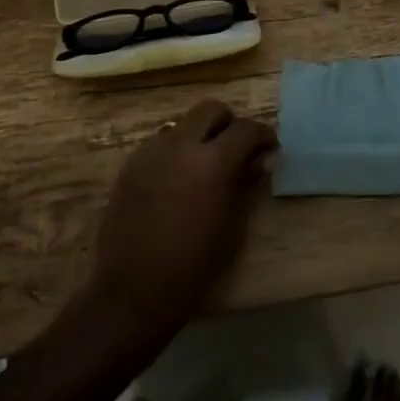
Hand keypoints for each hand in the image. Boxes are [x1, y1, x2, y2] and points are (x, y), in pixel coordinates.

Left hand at [84, 100, 276, 341]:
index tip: (269, 149)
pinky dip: (175, 150)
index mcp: (212, 162)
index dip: (263, 135)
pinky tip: (177, 180)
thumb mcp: (231, 226)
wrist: (133, 290)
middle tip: (236, 150)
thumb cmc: (193, 266)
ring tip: (203, 166)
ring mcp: (150, 151)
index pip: (246, 129)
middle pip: (210, 110)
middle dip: (228, 124)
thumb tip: (259, 161)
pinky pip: (160, 143)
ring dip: (199, 136)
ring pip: (182, 124)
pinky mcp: (130, 164)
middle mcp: (180, 145)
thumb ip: (245, 184)